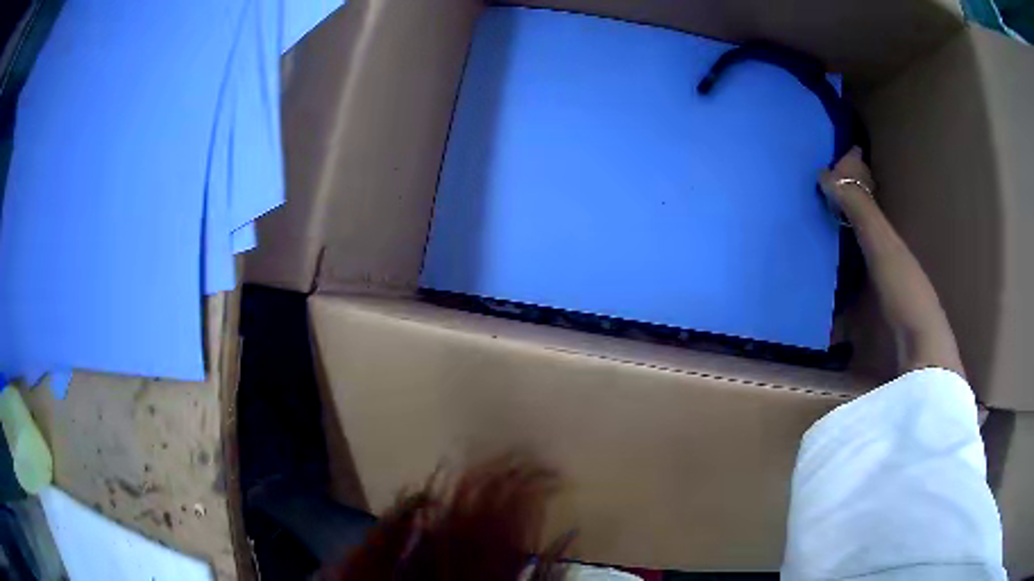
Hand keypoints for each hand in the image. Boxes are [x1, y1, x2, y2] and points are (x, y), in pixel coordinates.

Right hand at [819, 147, 874, 211]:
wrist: (855, 206)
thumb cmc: (839, 185)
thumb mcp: (825, 178)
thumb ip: (826, 173)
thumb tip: (824, 172)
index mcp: (853, 157)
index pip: (855, 150)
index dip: (851, 154)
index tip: (846, 157)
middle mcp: (864, 166)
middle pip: (860, 166)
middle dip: (854, 171)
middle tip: (845, 177)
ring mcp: (870, 183)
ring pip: (863, 180)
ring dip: (858, 184)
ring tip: (848, 192)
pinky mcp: (872, 198)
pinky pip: (864, 194)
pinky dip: (859, 197)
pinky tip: (852, 203)